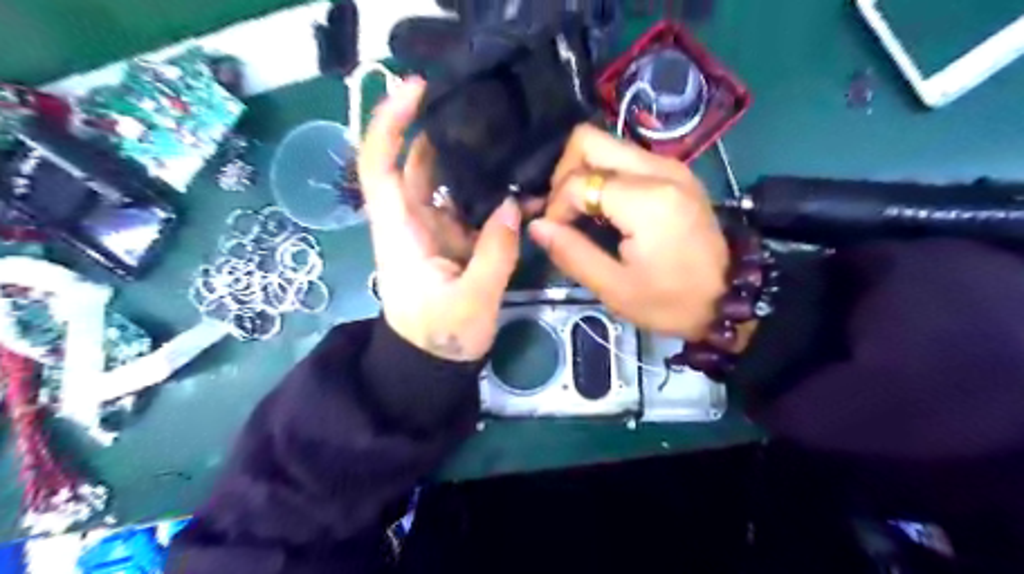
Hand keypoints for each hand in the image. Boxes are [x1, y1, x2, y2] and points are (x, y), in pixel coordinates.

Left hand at [357, 79, 519, 360]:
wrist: (433, 365)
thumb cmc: (441, 337)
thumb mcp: (472, 300)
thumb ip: (495, 252)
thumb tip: (516, 205)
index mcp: (400, 232)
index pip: (379, 166)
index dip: (390, 123)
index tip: (417, 89)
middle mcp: (411, 221)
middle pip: (414, 163)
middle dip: (438, 129)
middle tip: (480, 105)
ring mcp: (434, 229)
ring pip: (444, 182)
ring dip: (468, 159)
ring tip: (504, 135)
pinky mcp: (453, 240)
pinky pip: (468, 206)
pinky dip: (488, 193)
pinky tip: (516, 182)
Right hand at [528, 126, 727, 340]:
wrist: (729, 299)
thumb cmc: (671, 301)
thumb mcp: (615, 288)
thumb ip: (572, 253)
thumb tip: (536, 225)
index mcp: (647, 201)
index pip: (579, 182)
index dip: (556, 207)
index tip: (557, 236)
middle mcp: (659, 169)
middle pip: (589, 140)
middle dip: (564, 173)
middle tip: (565, 211)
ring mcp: (670, 165)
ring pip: (607, 144)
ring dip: (583, 173)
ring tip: (581, 212)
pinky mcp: (675, 171)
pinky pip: (626, 157)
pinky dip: (604, 176)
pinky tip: (605, 209)